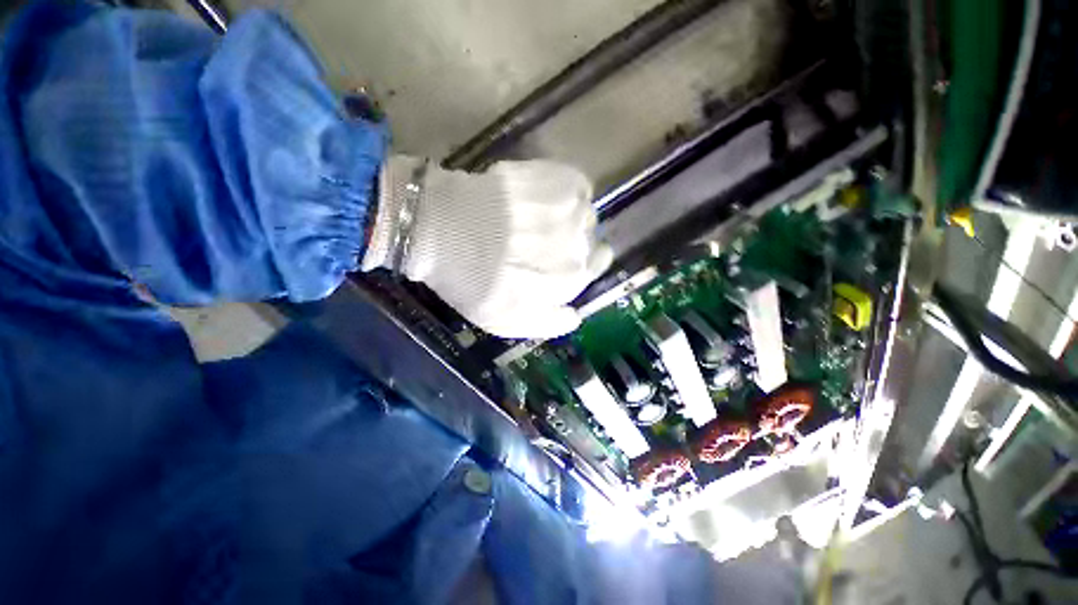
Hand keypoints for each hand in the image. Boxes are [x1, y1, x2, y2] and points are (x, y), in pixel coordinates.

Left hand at [362, 156, 612, 338]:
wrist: (441, 230)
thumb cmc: (470, 281)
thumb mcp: (506, 321)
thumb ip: (548, 323)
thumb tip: (576, 315)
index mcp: (570, 281)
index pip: (596, 267)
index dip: (579, 262)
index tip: (559, 257)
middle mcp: (580, 247)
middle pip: (592, 240)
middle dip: (573, 241)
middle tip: (543, 237)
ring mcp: (571, 211)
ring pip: (585, 213)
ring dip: (568, 216)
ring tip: (537, 215)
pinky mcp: (557, 178)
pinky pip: (579, 185)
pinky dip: (567, 189)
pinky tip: (543, 195)